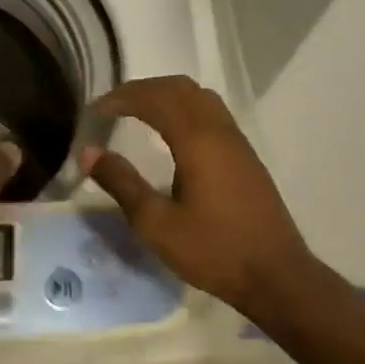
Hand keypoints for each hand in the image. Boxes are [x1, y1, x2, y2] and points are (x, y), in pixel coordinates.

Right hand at [82, 76, 316, 318]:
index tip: (95, 110)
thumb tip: (89, 152)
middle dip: (142, 90)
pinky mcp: (246, 157)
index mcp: (198, 141)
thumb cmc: (213, 251)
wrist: (276, 275)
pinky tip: (171, 135)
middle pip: (180, 88)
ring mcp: (238, 142)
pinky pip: (212, 114)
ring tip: (138, 112)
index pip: (155, 98)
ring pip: (200, 97)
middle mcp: (220, 131)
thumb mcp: (156, 224)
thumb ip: (122, 183)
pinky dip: (185, 109)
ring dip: (166, 95)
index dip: (122, 97)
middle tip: (112, 106)